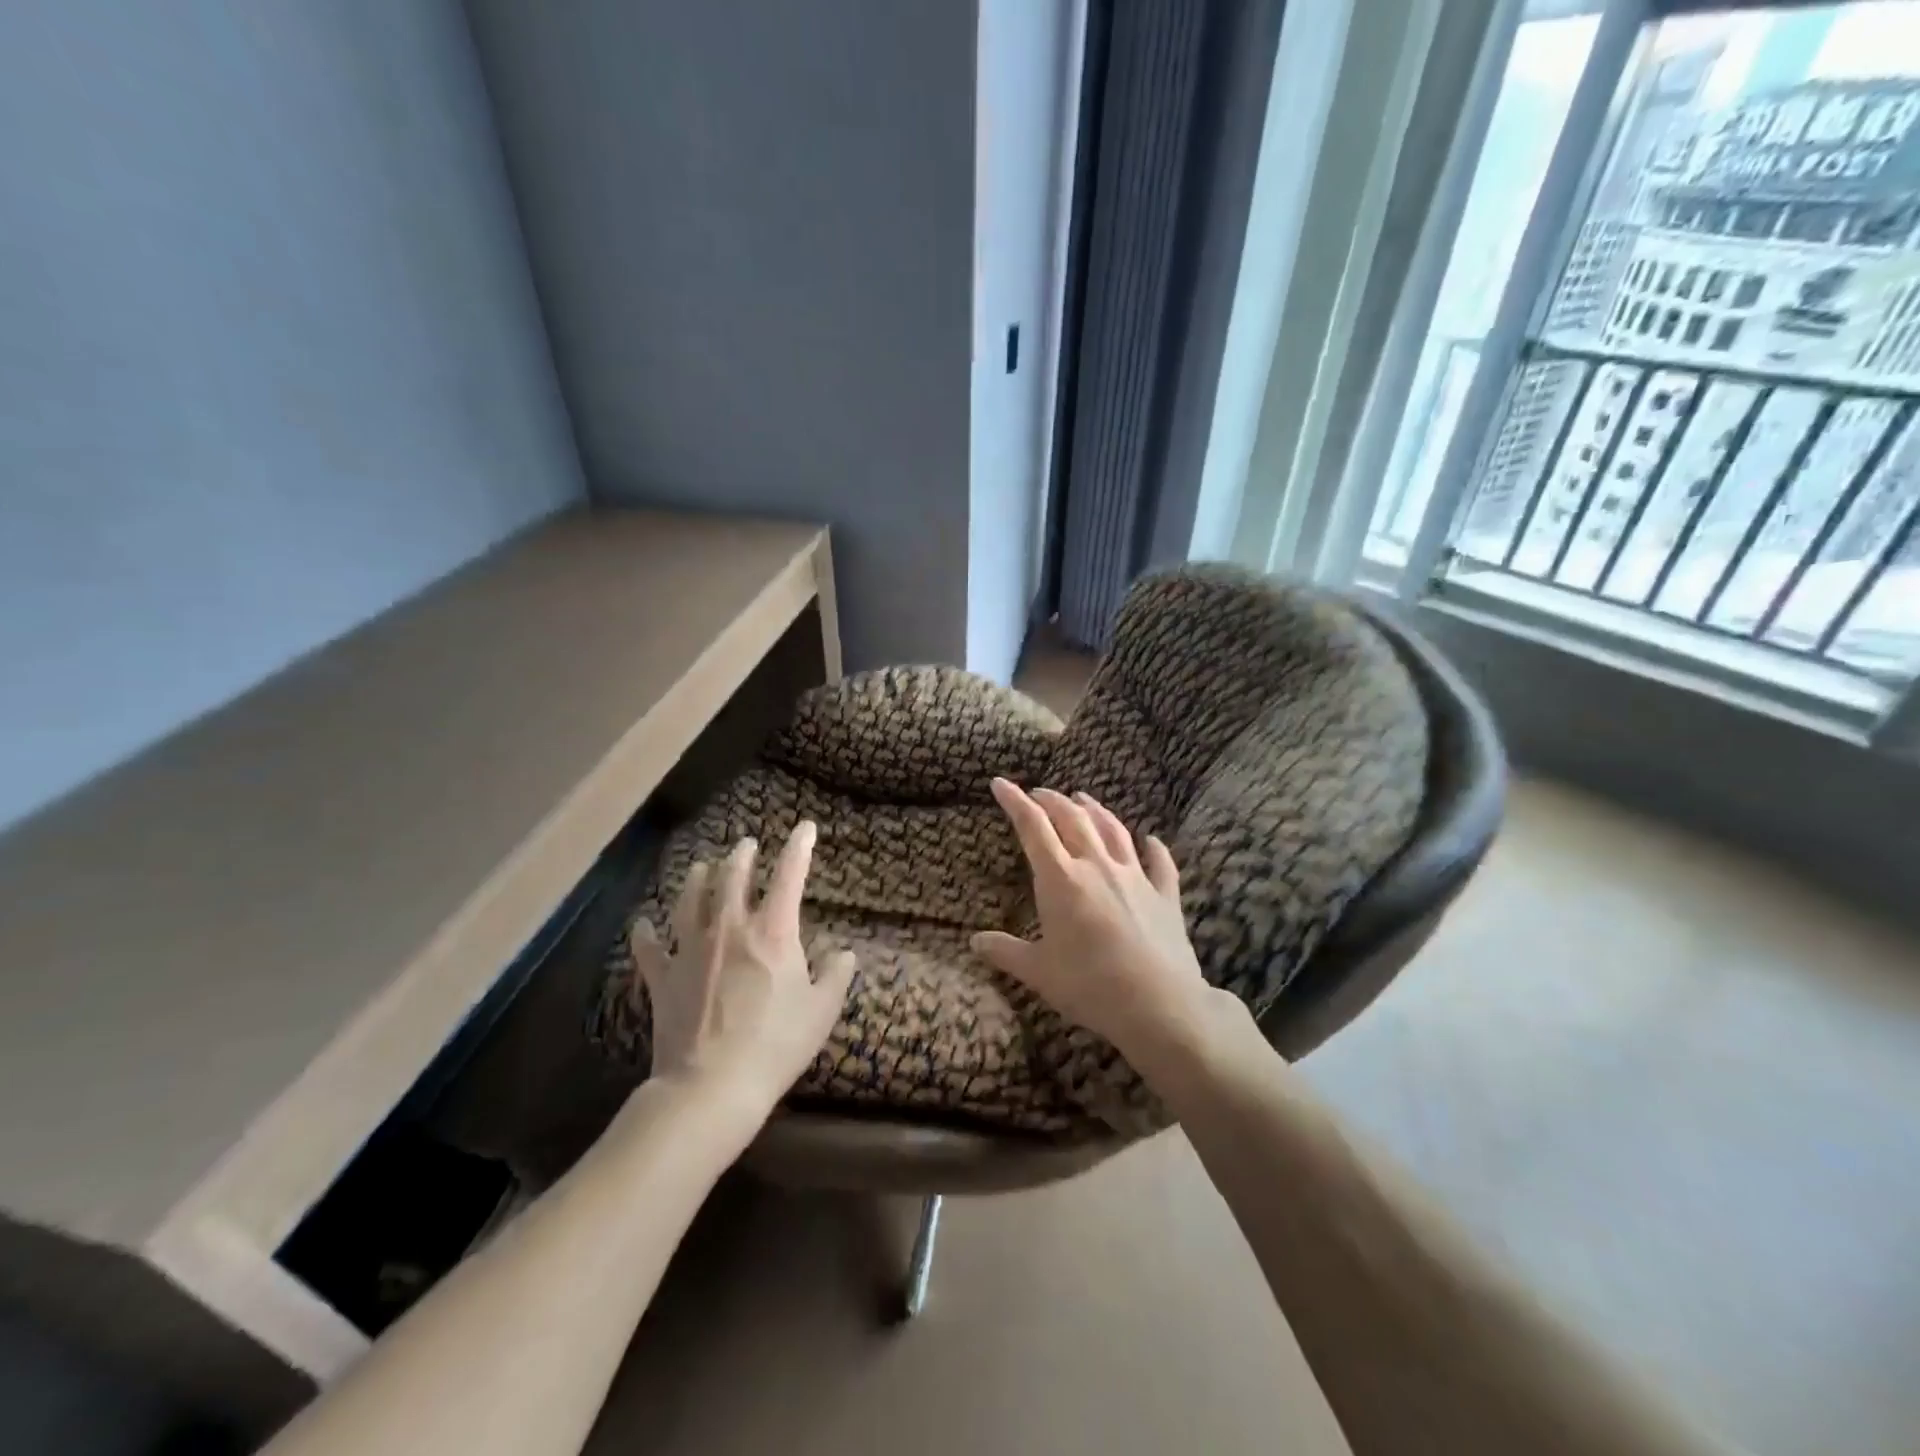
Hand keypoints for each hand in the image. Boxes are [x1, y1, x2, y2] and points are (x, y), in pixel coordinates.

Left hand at [628, 821, 854, 1117]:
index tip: (805, 827)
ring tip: (700, 866)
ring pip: (690, 900)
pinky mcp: (664, 977)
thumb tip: (845, 954)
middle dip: (742, 856)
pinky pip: (649, 948)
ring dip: (697, 879)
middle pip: (733, 877)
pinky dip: (646, 934)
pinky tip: (643, 924)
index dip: (799, 847)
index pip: (789, 875)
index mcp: (773, 931)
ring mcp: (691, 950)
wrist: (712, 1086)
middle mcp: (730, 928)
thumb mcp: (821, 1011)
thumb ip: (835, 976)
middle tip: (746, 845)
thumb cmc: (777, 1045)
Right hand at [971, 779, 1234, 1076]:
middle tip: (1039, 793)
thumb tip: (974, 942)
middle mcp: (1097, 866)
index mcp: (1061, 879)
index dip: (1015, 801)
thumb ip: (1006, 952)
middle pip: (1073, 819)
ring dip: (1096, 810)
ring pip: (1113, 830)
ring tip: (1083, 799)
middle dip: (1052, 800)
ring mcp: (1135, 877)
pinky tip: (1151, 840)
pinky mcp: (1165, 895)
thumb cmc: (1090, 986)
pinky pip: (1160, 863)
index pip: (1033, 827)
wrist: (1159, 1005)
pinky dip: (1154, 847)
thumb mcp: (1039, 973)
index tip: (1000, 784)